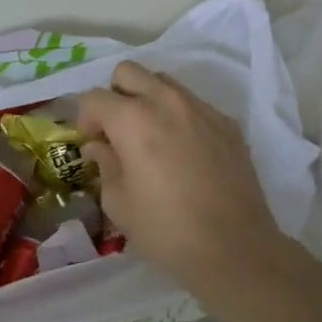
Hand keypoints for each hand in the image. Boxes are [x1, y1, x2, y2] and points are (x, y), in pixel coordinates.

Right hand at [77, 61, 284, 288]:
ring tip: (151, 137)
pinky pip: (193, 104)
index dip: (85, 119)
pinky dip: (179, 117)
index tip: (91, 143)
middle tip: (117, 130)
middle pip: (128, 72)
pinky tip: (184, 152)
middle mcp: (166, 101)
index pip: (94, 97)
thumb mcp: (118, 203)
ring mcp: (201, 109)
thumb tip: (99, 146)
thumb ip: (104, 164)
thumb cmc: (166, 230)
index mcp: (132, 119)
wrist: (236, 249)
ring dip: (148, 99)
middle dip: (115, 95)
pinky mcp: (227, 123)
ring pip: (163, 82)